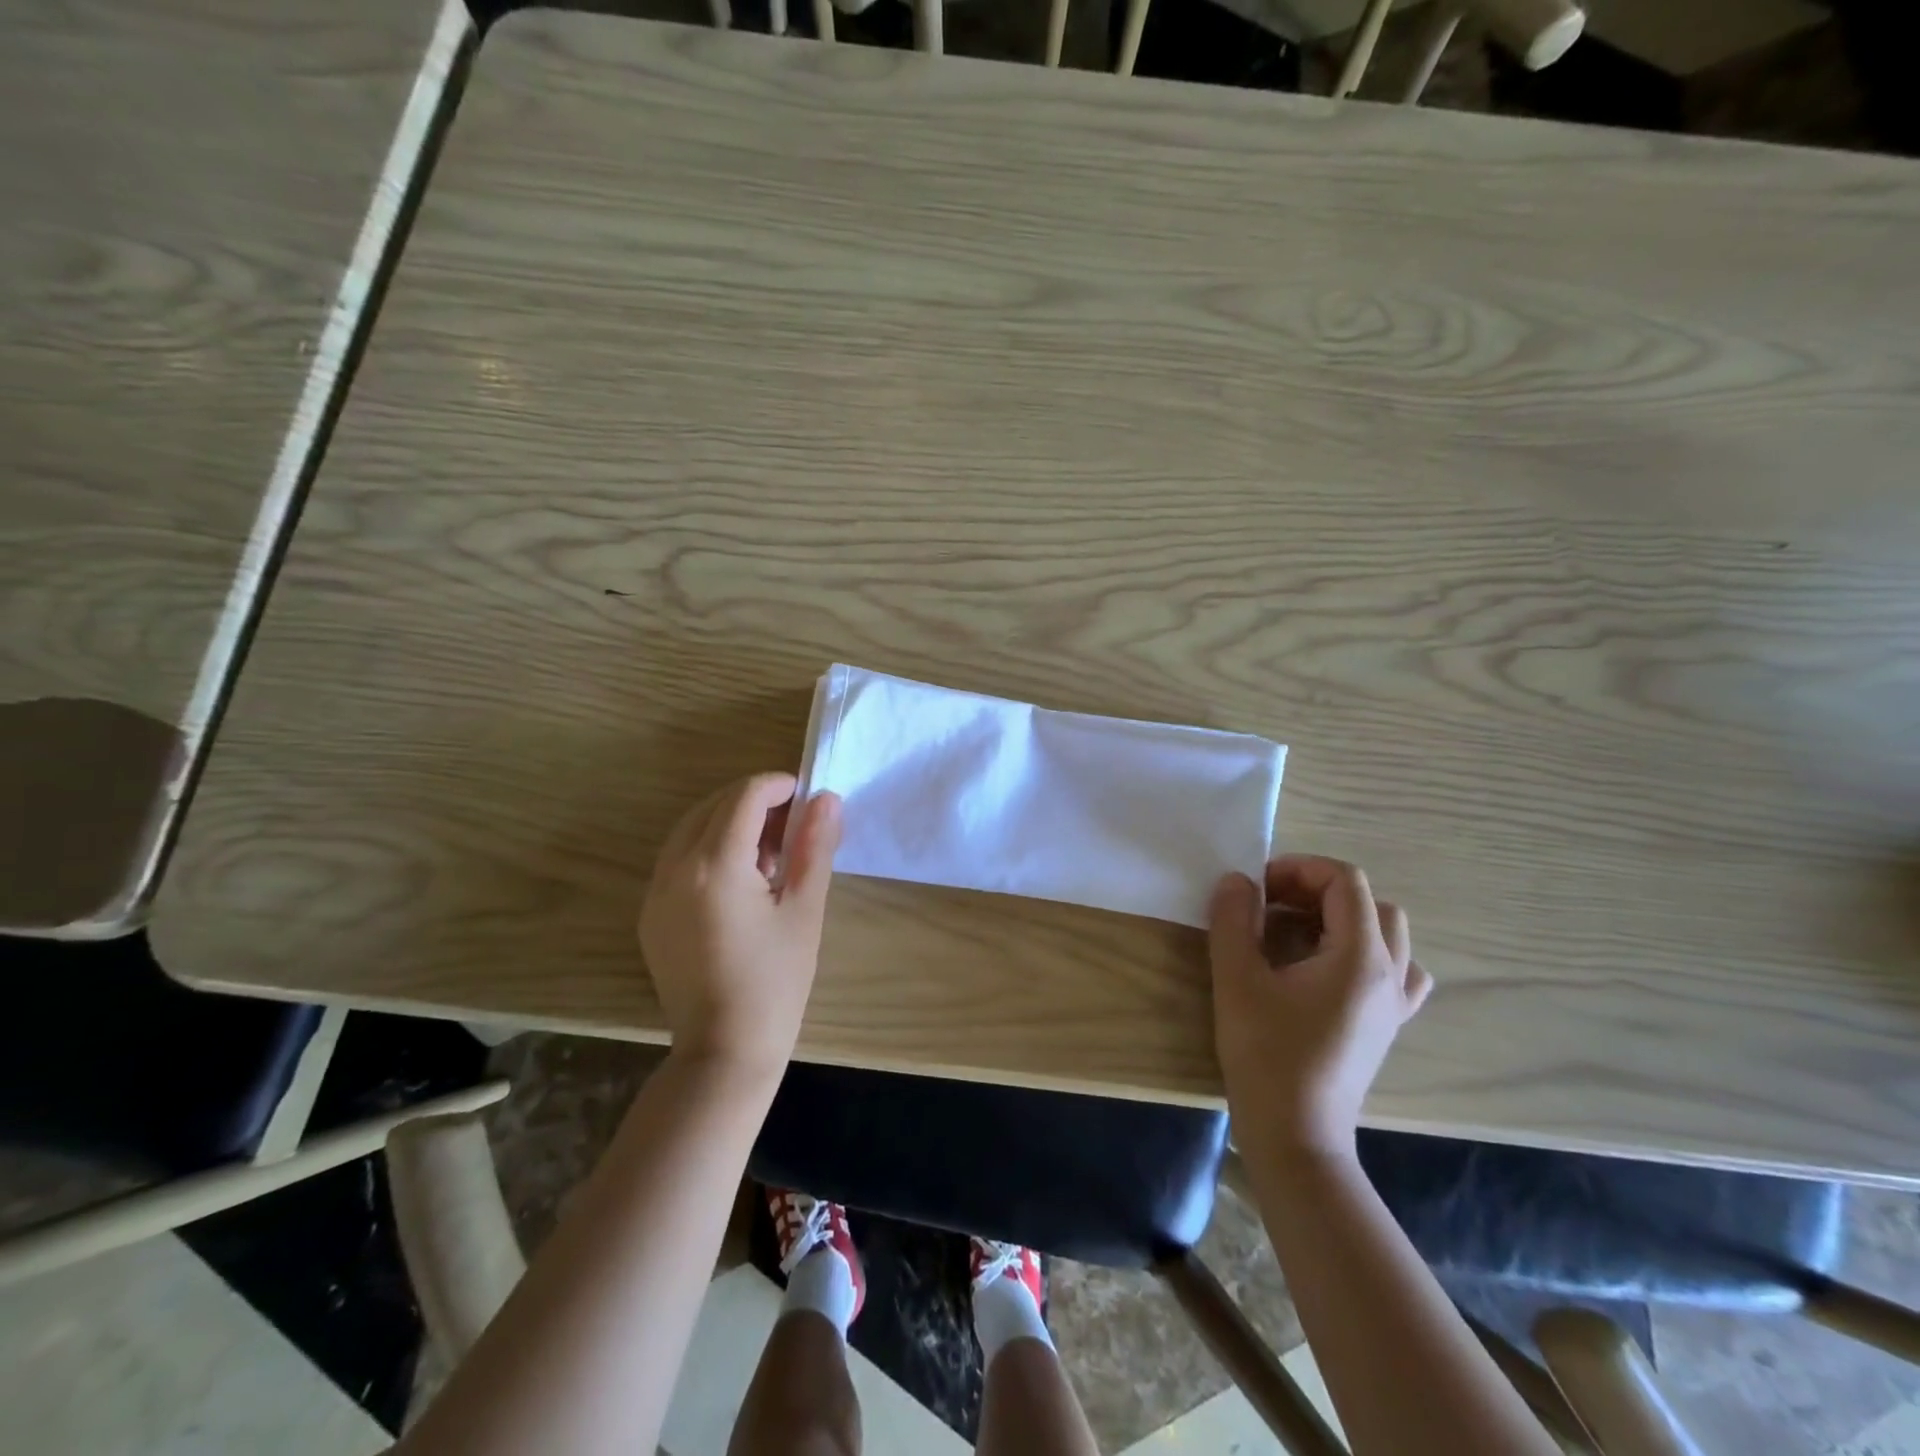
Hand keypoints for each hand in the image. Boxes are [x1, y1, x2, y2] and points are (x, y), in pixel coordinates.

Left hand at [639, 773, 841, 1082]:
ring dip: (730, 822)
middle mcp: (675, 869)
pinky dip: (709, 848)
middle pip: (714, 806)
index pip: (745, 797)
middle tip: (794, 823)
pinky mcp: (650, 914)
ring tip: (770, 851)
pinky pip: (678, 859)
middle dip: (755, 801)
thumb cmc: (775, 982)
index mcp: (715, 866)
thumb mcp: (804, 910)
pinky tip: (740, 879)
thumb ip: (815, 847)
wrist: (724, 1051)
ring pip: (691, 829)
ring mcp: (655, 892)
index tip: (807, 797)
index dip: (778, 786)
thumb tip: (826, 799)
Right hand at [1208, 855, 1431, 1163]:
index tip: (1258, 887)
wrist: (1295, 1134)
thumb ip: (1233, 919)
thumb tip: (1238, 880)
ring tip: (1298, 935)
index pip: (1345, 881)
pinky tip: (1328, 970)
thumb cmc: (1266, 1052)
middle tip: (1272, 907)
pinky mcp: (1386, 1027)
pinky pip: (1395, 972)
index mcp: (1359, 956)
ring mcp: (1394, 1004)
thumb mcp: (1236, 978)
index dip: (1299, 870)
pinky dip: (1364, 954)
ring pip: (1387, 936)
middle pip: (1370, 903)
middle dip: (1318, 891)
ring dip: (1343, 920)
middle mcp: (1390, 974)